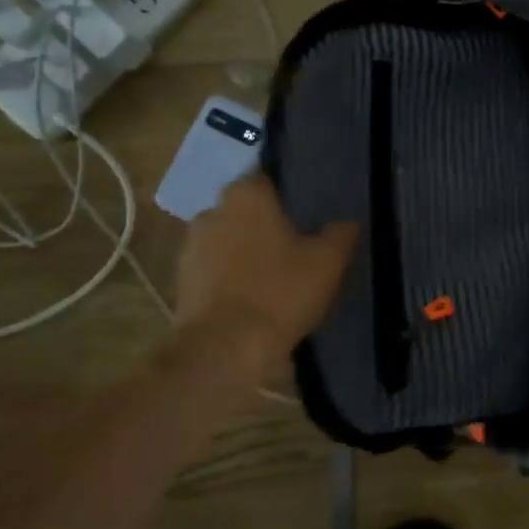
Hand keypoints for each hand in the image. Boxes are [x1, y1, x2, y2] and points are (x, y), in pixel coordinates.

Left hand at [174, 174, 357, 367]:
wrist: (222, 351)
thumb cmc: (279, 293)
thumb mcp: (329, 261)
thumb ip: (342, 232)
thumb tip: (346, 221)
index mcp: (247, 194)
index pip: (272, 177)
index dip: (294, 193)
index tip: (313, 210)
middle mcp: (213, 209)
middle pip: (250, 208)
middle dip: (271, 222)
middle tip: (301, 243)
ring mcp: (191, 245)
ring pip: (231, 238)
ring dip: (249, 250)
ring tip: (278, 274)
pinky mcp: (182, 280)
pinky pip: (216, 268)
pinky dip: (233, 277)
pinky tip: (255, 297)